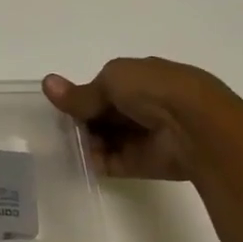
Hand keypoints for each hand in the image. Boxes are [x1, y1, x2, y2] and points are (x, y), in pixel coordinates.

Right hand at [42, 58, 228, 180]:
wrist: (195, 129)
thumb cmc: (156, 91)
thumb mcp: (112, 79)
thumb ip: (81, 92)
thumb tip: (47, 83)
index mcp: (144, 78)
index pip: (107, 86)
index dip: (83, 94)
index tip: (62, 103)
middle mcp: (145, 106)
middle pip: (103, 114)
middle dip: (81, 118)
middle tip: (57, 125)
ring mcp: (143, 136)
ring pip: (104, 138)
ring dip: (84, 140)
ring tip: (62, 142)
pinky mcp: (140, 163)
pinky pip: (108, 162)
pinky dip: (91, 161)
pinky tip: (72, 158)